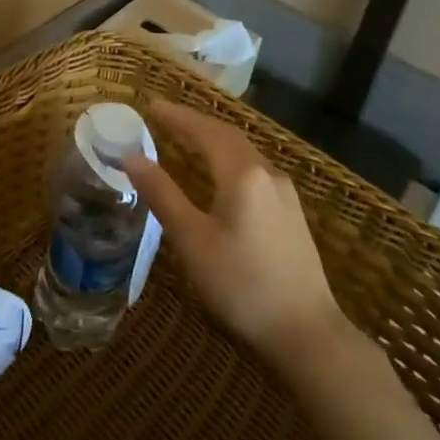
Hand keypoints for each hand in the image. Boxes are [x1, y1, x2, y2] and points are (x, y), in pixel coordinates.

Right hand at [125, 100, 346, 370]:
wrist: (308, 334)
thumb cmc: (241, 284)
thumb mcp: (192, 240)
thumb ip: (162, 194)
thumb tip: (131, 157)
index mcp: (241, 174)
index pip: (205, 131)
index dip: (177, 116)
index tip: (151, 105)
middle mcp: (267, 173)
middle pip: (227, 135)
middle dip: (195, 123)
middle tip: (164, 117)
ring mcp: (285, 193)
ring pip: (244, 152)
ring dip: (214, 139)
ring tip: (187, 139)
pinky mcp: (292, 213)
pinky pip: (254, 169)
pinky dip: (229, 158)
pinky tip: (220, 174)